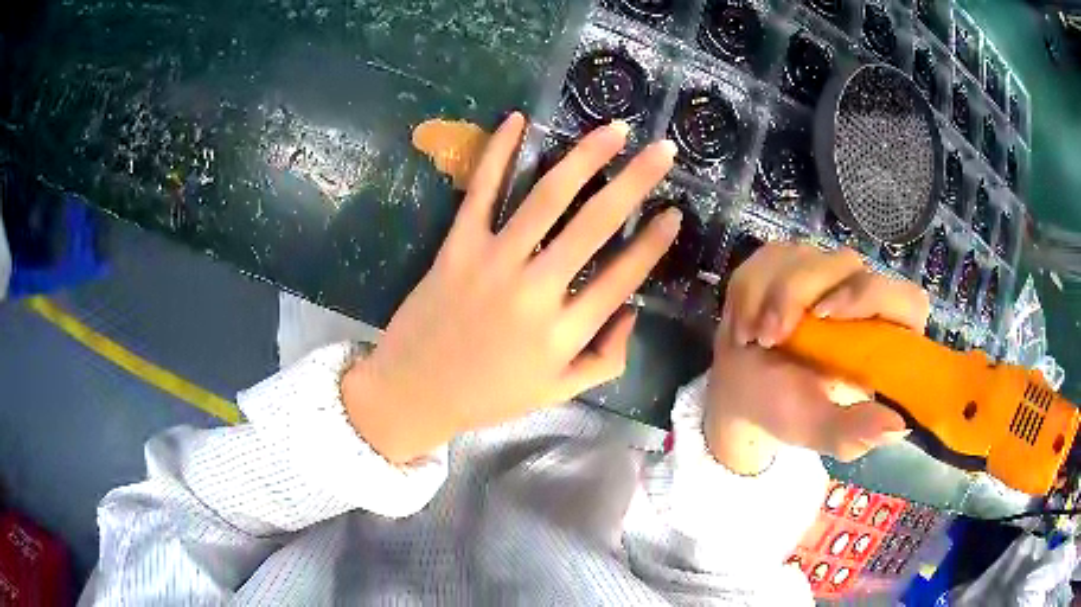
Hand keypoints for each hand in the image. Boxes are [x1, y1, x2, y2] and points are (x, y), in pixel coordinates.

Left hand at [344, 113, 680, 463]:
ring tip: (614, 131)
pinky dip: (499, 154)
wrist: (415, 391)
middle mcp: (535, 292)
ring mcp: (493, 264)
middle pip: (594, 225)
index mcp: (564, 334)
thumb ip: (605, 359)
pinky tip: (518, 120)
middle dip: (635, 182)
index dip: (654, 242)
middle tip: (662, 150)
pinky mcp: (457, 247)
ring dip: (584, 158)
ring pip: (546, 199)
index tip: (675, 211)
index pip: (622, 277)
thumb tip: (632, 313)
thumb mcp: (558, 393)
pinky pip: (481, 192)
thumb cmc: (489, 395)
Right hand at [705, 244, 930, 474]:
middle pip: (846, 264)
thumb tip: (898, 427)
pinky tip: (745, 324)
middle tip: (769, 335)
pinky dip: (749, 290)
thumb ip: (853, 431)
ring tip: (753, 339)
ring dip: (767, 295)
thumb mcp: (819, 429)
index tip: (825, 315)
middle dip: (797, 293)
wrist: (742, 393)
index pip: (906, 300)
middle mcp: (862, 299)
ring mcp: (827, 275)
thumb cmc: (787, 412)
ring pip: (804, 255)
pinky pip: (770, 255)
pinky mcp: (792, 262)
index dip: (872, 296)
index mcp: (884, 340)